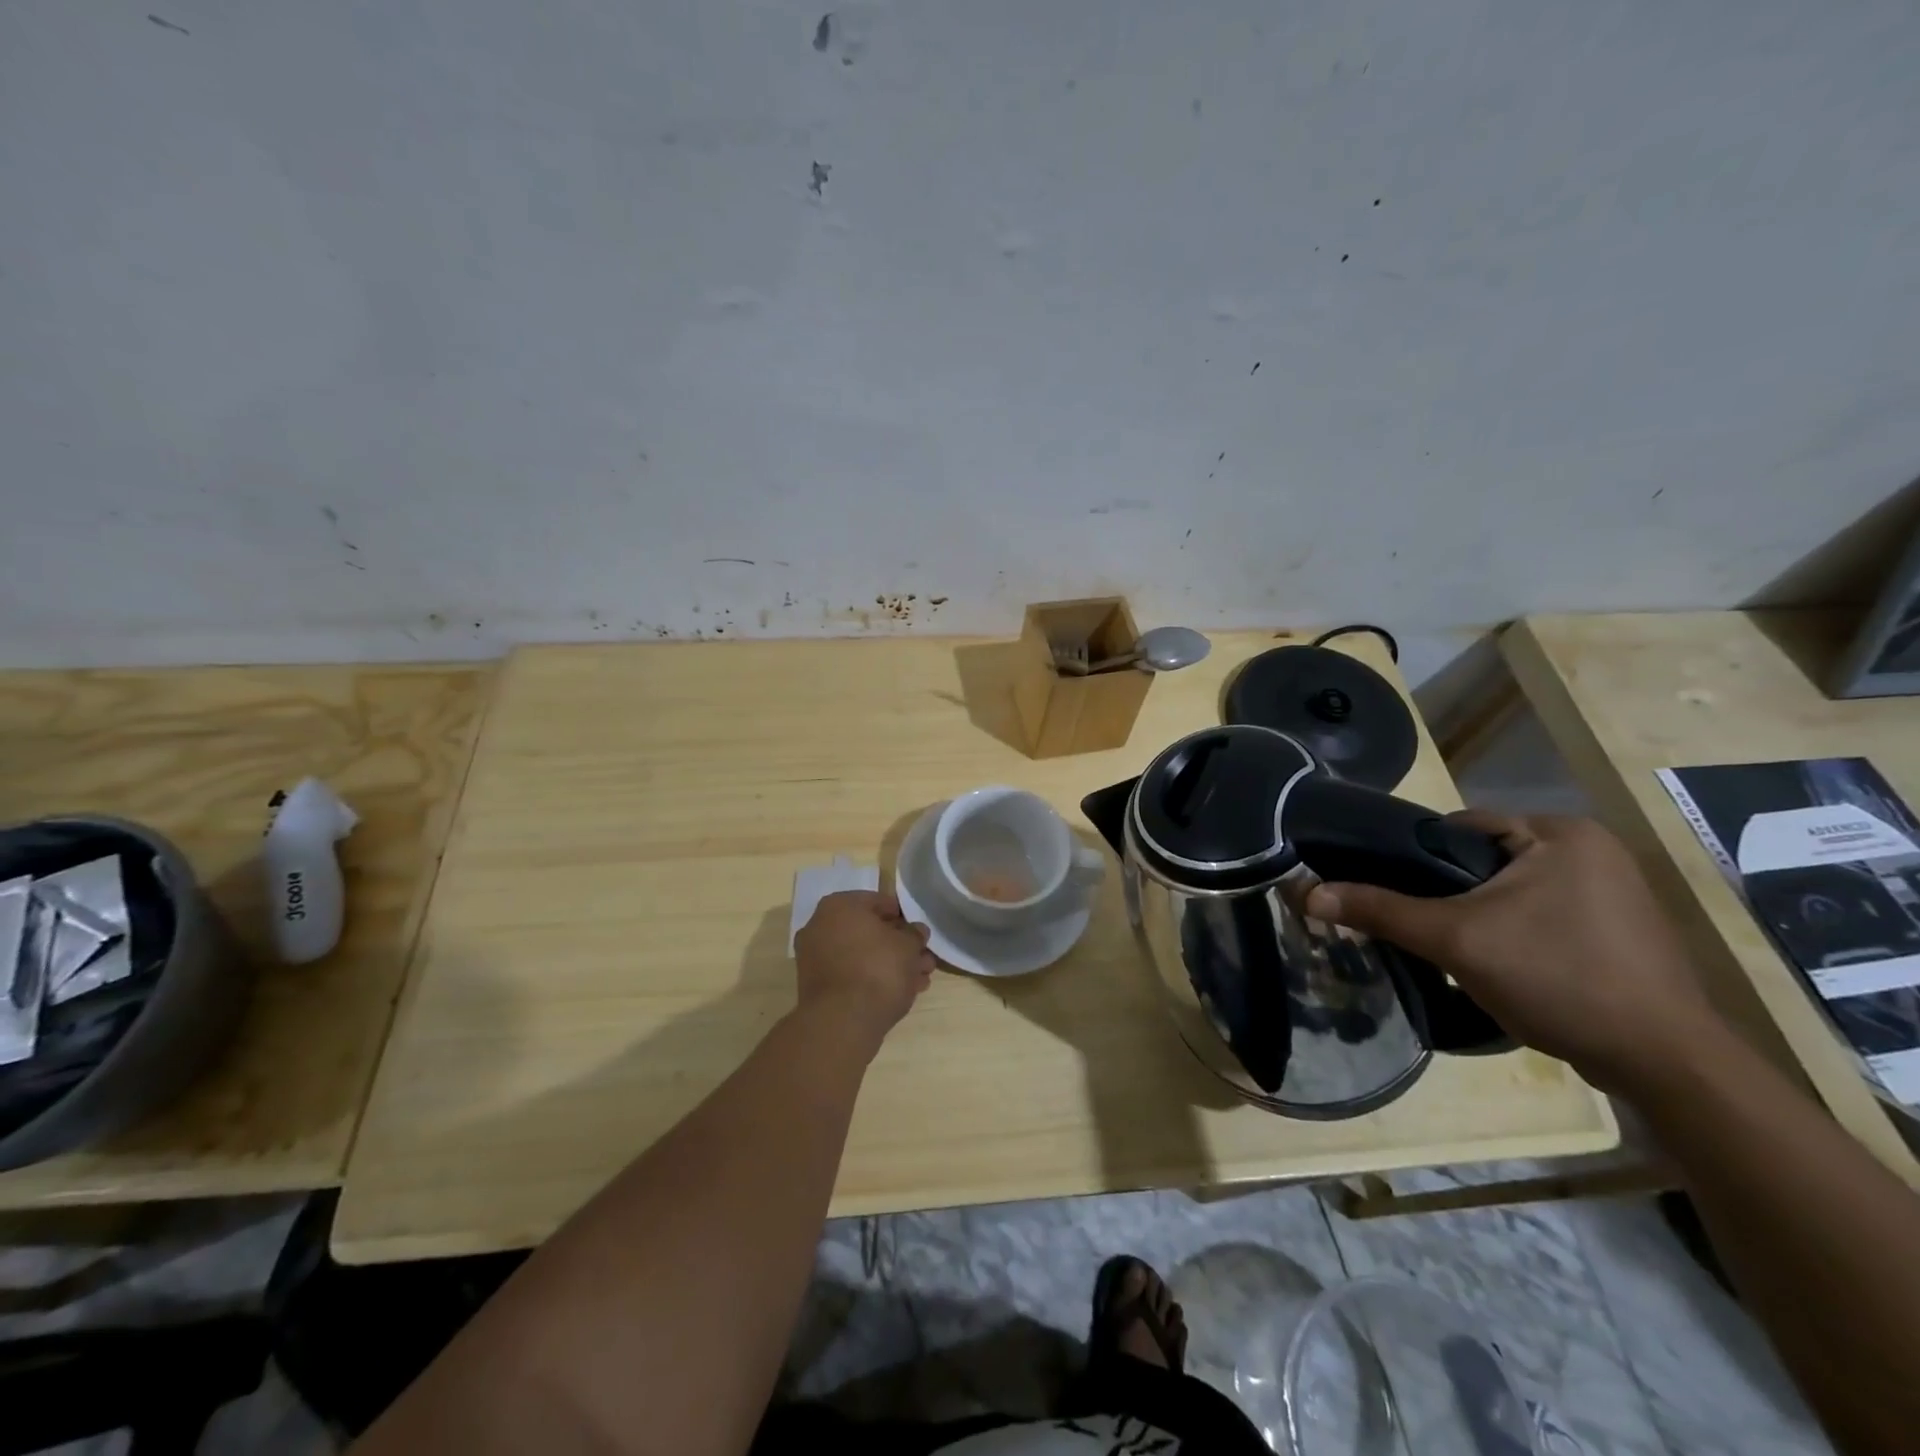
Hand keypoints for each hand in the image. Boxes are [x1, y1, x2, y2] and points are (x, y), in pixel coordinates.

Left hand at [793, 890, 935, 1047]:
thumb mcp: (908, 945)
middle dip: (899, 946)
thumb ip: (915, 934)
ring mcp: (815, 958)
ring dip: (891, 965)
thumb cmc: (878, 969)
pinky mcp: (817, 987)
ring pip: (862, 955)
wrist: (843, 1022)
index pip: (879, 902)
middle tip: (923, 960)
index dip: (904, 917)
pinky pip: (851, 975)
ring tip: (919, 981)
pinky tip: (900, 993)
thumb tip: (915, 932)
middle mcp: (821, 926)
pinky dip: (873, 980)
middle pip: (870, 932)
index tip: (920, 934)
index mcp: (839, 906)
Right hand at [1304, 812, 1720, 1092]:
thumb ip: (1380, 910)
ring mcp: (1613, 893)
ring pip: (1510, 892)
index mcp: (1560, 832)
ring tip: (1449, 949)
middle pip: (1483, 861)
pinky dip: (1512, 934)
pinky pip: (1541, 916)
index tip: (1385, 890)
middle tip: (1414, 925)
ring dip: (1478, 916)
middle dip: (1446, 894)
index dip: (1413, 858)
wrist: (1665, 1064)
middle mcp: (1592, 851)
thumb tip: (1307, 893)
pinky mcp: (1620, 932)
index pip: (1459, 828)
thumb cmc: (1559, 978)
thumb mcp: (1455, 940)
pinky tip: (1499, 967)